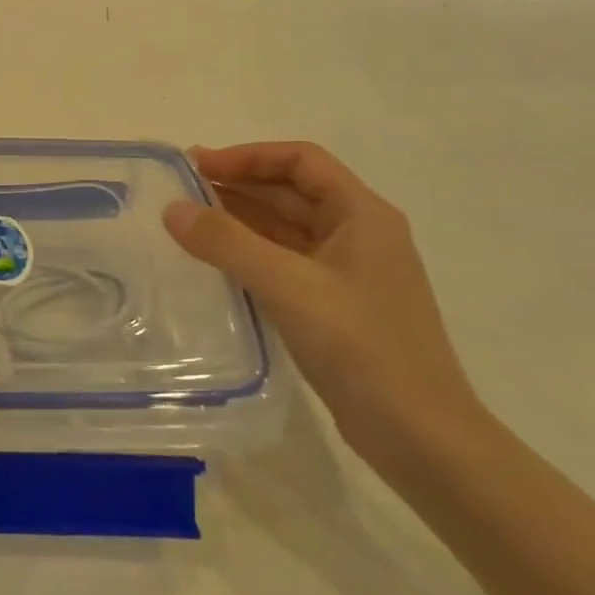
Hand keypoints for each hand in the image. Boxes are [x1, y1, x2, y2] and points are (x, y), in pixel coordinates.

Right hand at [163, 142, 486, 470]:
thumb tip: (172, 208)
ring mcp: (349, 273)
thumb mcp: (290, 287)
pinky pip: (286, 264)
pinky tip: (217, 265)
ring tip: (189, 223)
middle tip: (181, 191)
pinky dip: (251, 255)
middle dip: (239, 185)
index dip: (248, 156)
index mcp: (363, 215)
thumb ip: (228, 243)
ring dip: (242, 220)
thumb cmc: (362, 348)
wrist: (421, 437)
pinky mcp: (336, 307)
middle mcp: (359, 235)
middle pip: (293, 192)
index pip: (301, 161)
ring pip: (287, 229)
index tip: (197, 165)